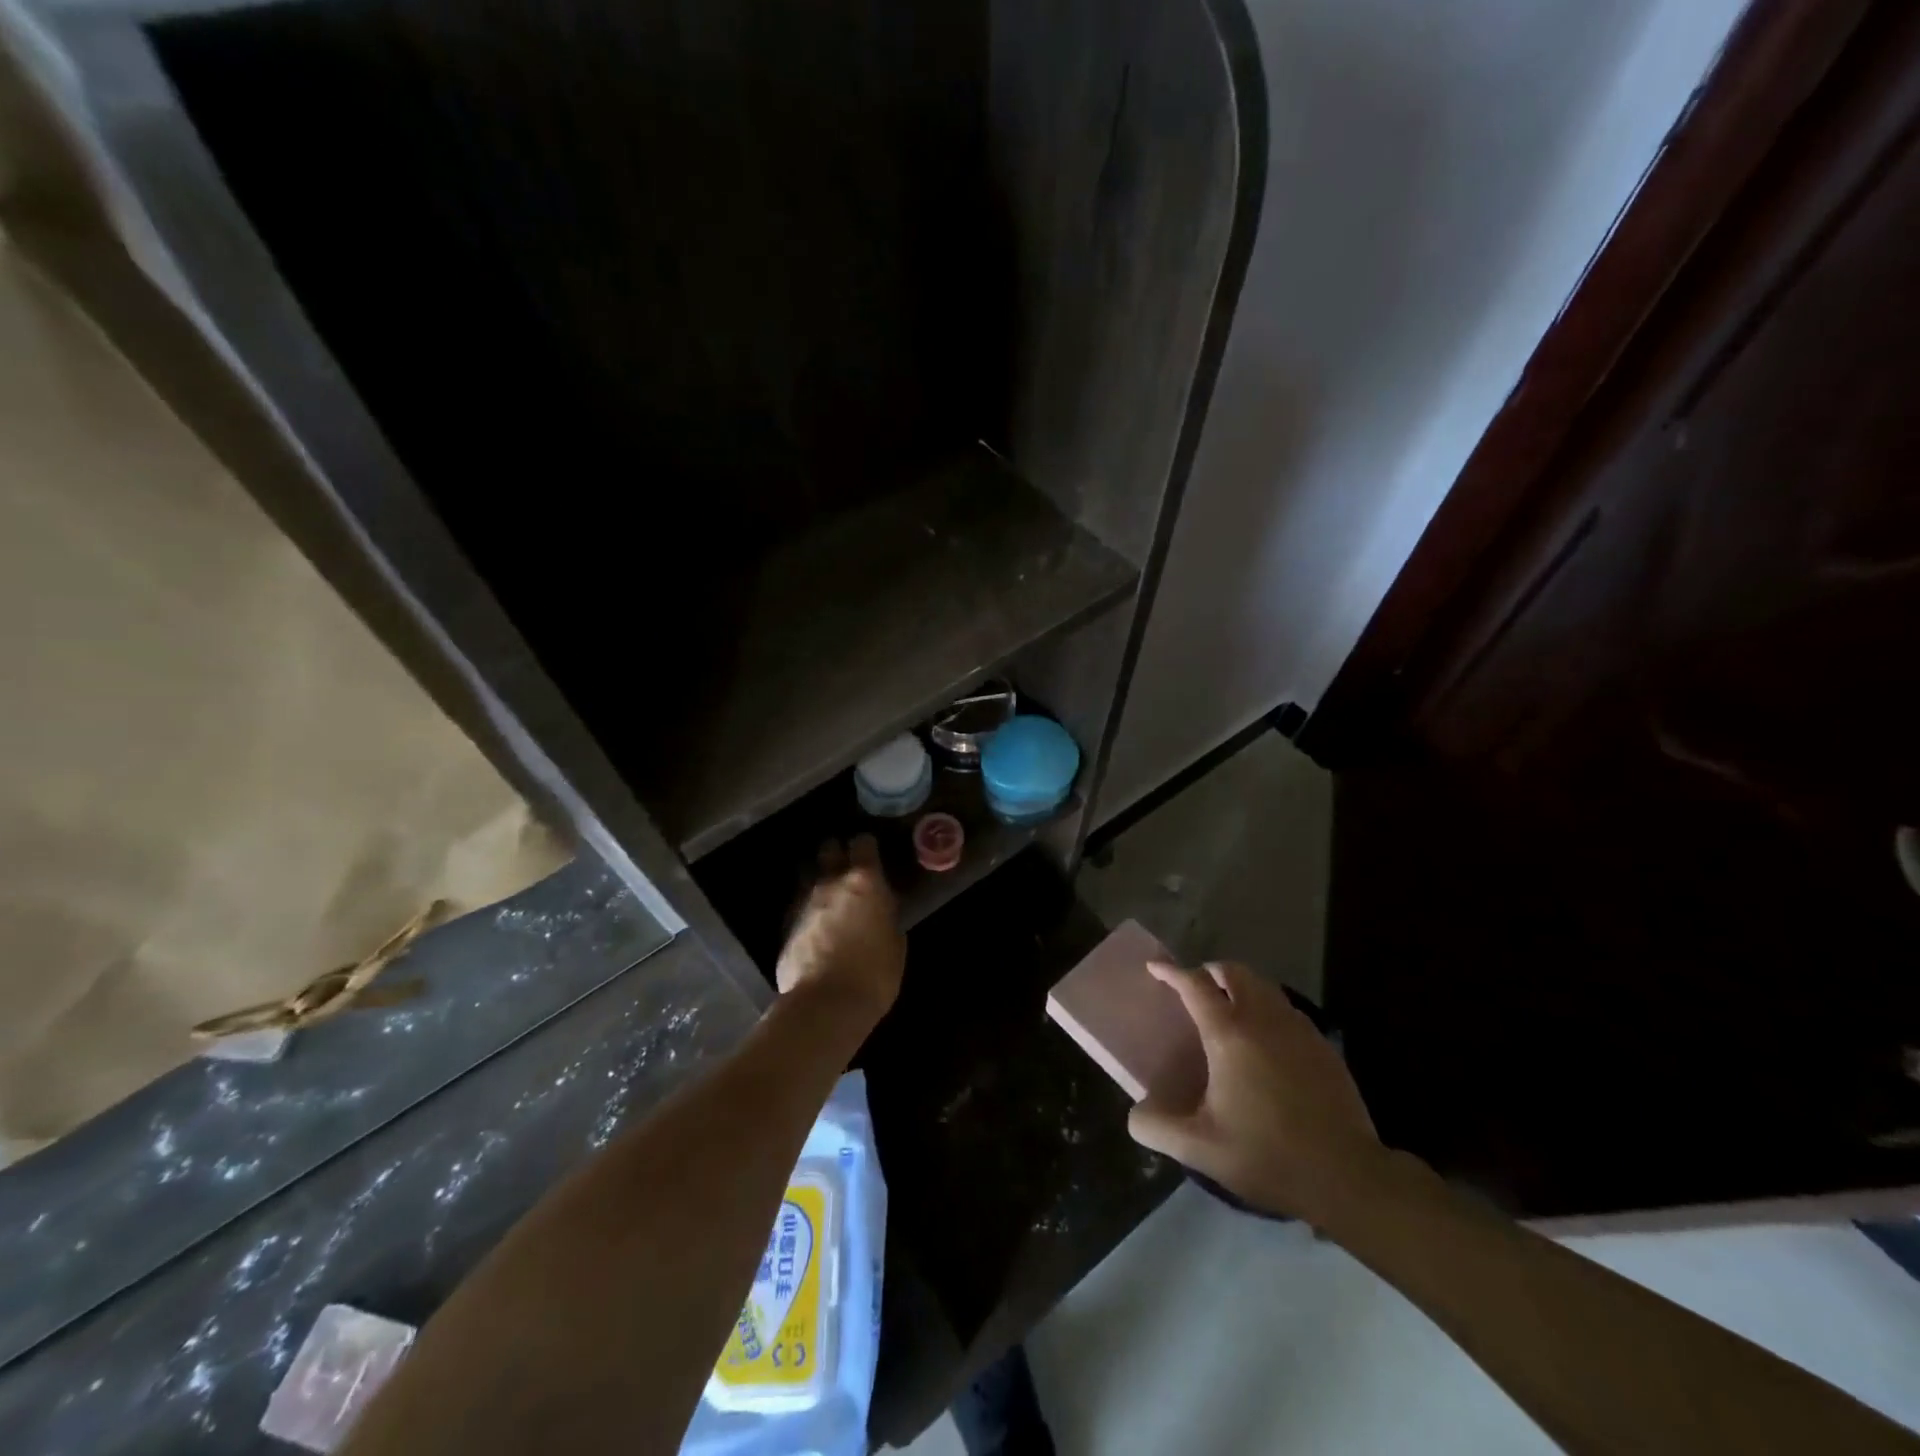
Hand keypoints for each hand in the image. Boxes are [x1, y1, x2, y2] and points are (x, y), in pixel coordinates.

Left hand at [775, 835, 905, 1025]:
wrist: (825, 1004)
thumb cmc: (874, 974)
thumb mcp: (895, 942)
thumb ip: (886, 916)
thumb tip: (880, 910)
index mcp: (865, 882)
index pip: (863, 843)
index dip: (867, 846)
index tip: (872, 854)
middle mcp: (831, 882)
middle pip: (829, 849)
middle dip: (837, 853)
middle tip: (847, 867)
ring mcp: (804, 901)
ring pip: (808, 873)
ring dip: (818, 878)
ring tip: (828, 894)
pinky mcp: (785, 924)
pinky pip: (798, 904)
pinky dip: (807, 908)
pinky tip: (814, 924)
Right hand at [1128, 960, 1392, 1224]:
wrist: (1347, 1177)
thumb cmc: (1268, 1155)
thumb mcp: (1200, 1149)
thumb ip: (1157, 1128)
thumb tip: (1136, 1115)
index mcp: (1228, 1034)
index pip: (1194, 985)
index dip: (1171, 972)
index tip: (1154, 968)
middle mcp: (1263, 1019)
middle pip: (1234, 972)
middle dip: (1209, 971)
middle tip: (1195, 989)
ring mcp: (1298, 1029)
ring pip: (1264, 987)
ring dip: (1240, 987)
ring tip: (1227, 1010)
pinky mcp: (1323, 1046)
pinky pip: (1287, 1009)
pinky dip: (1267, 1008)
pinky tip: (1265, 1040)